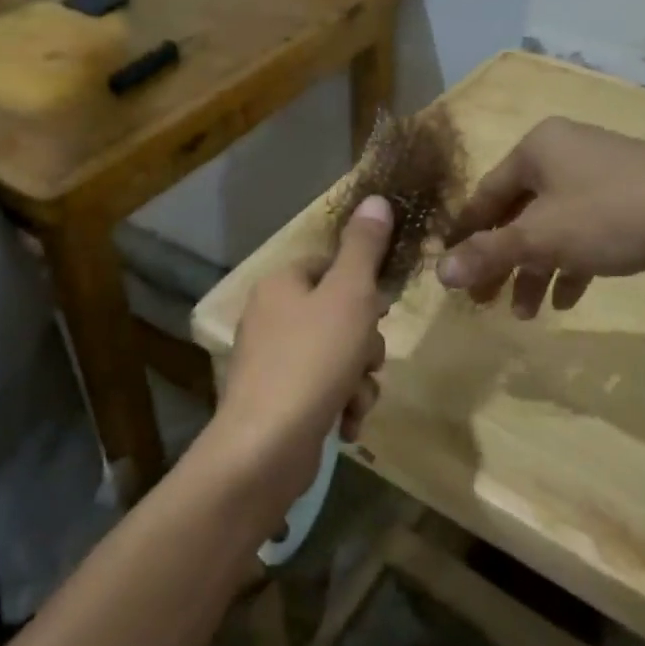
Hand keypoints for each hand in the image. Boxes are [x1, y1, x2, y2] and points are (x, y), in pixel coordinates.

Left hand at [203, 196, 393, 528]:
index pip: (330, 265)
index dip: (362, 287)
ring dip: (359, 378)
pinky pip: (323, 389)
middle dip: (364, 342)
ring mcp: (271, 361)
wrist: (265, 447)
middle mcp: (270, 316)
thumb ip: (364, 247)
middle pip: (339, 313)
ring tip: (355, 399)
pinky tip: (345, 424)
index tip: (379, 310)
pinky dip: (341, 404)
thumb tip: (375, 198)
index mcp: (281, 284)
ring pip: (338, 355)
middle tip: (366, 359)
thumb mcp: (349, 295)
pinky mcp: (277, 401)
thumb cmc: (312, 359)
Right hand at [436, 118, 644, 317]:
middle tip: (487, 302)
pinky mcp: (628, 199)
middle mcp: (564, 153)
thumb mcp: (541, 238)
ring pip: (553, 227)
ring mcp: (599, 174)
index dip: (466, 235)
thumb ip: (487, 254)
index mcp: (537, 148)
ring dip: (537, 270)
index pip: (486, 194)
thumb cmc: (611, 216)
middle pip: (519, 214)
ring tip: (528, 313)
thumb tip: (439, 274)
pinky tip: (568, 300)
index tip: (451, 270)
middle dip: (504, 262)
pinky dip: (572, 263)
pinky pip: (586, 231)